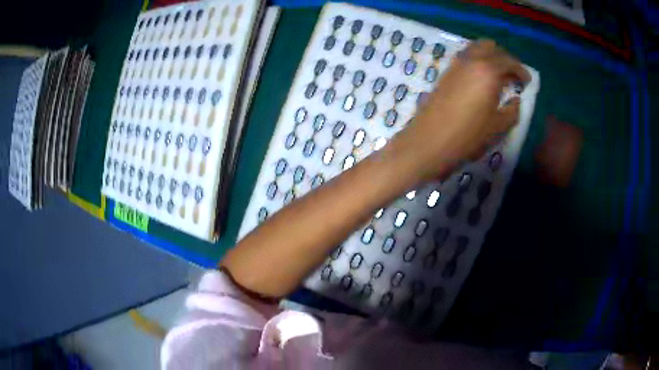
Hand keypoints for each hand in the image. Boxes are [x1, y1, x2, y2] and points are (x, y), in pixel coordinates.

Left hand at [387, 39, 530, 182]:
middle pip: (492, 47)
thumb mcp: (497, 127)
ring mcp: (455, 64)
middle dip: (505, 58)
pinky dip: (477, 60)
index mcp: (487, 71)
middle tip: (513, 75)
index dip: (521, 70)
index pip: (508, 61)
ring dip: (490, 56)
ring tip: (499, 75)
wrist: (428, 142)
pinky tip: (481, 78)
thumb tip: (516, 101)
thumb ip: (512, 112)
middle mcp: (471, 61)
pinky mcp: (445, 72)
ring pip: (476, 48)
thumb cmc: (466, 136)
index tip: (527, 80)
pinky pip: (465, 57)